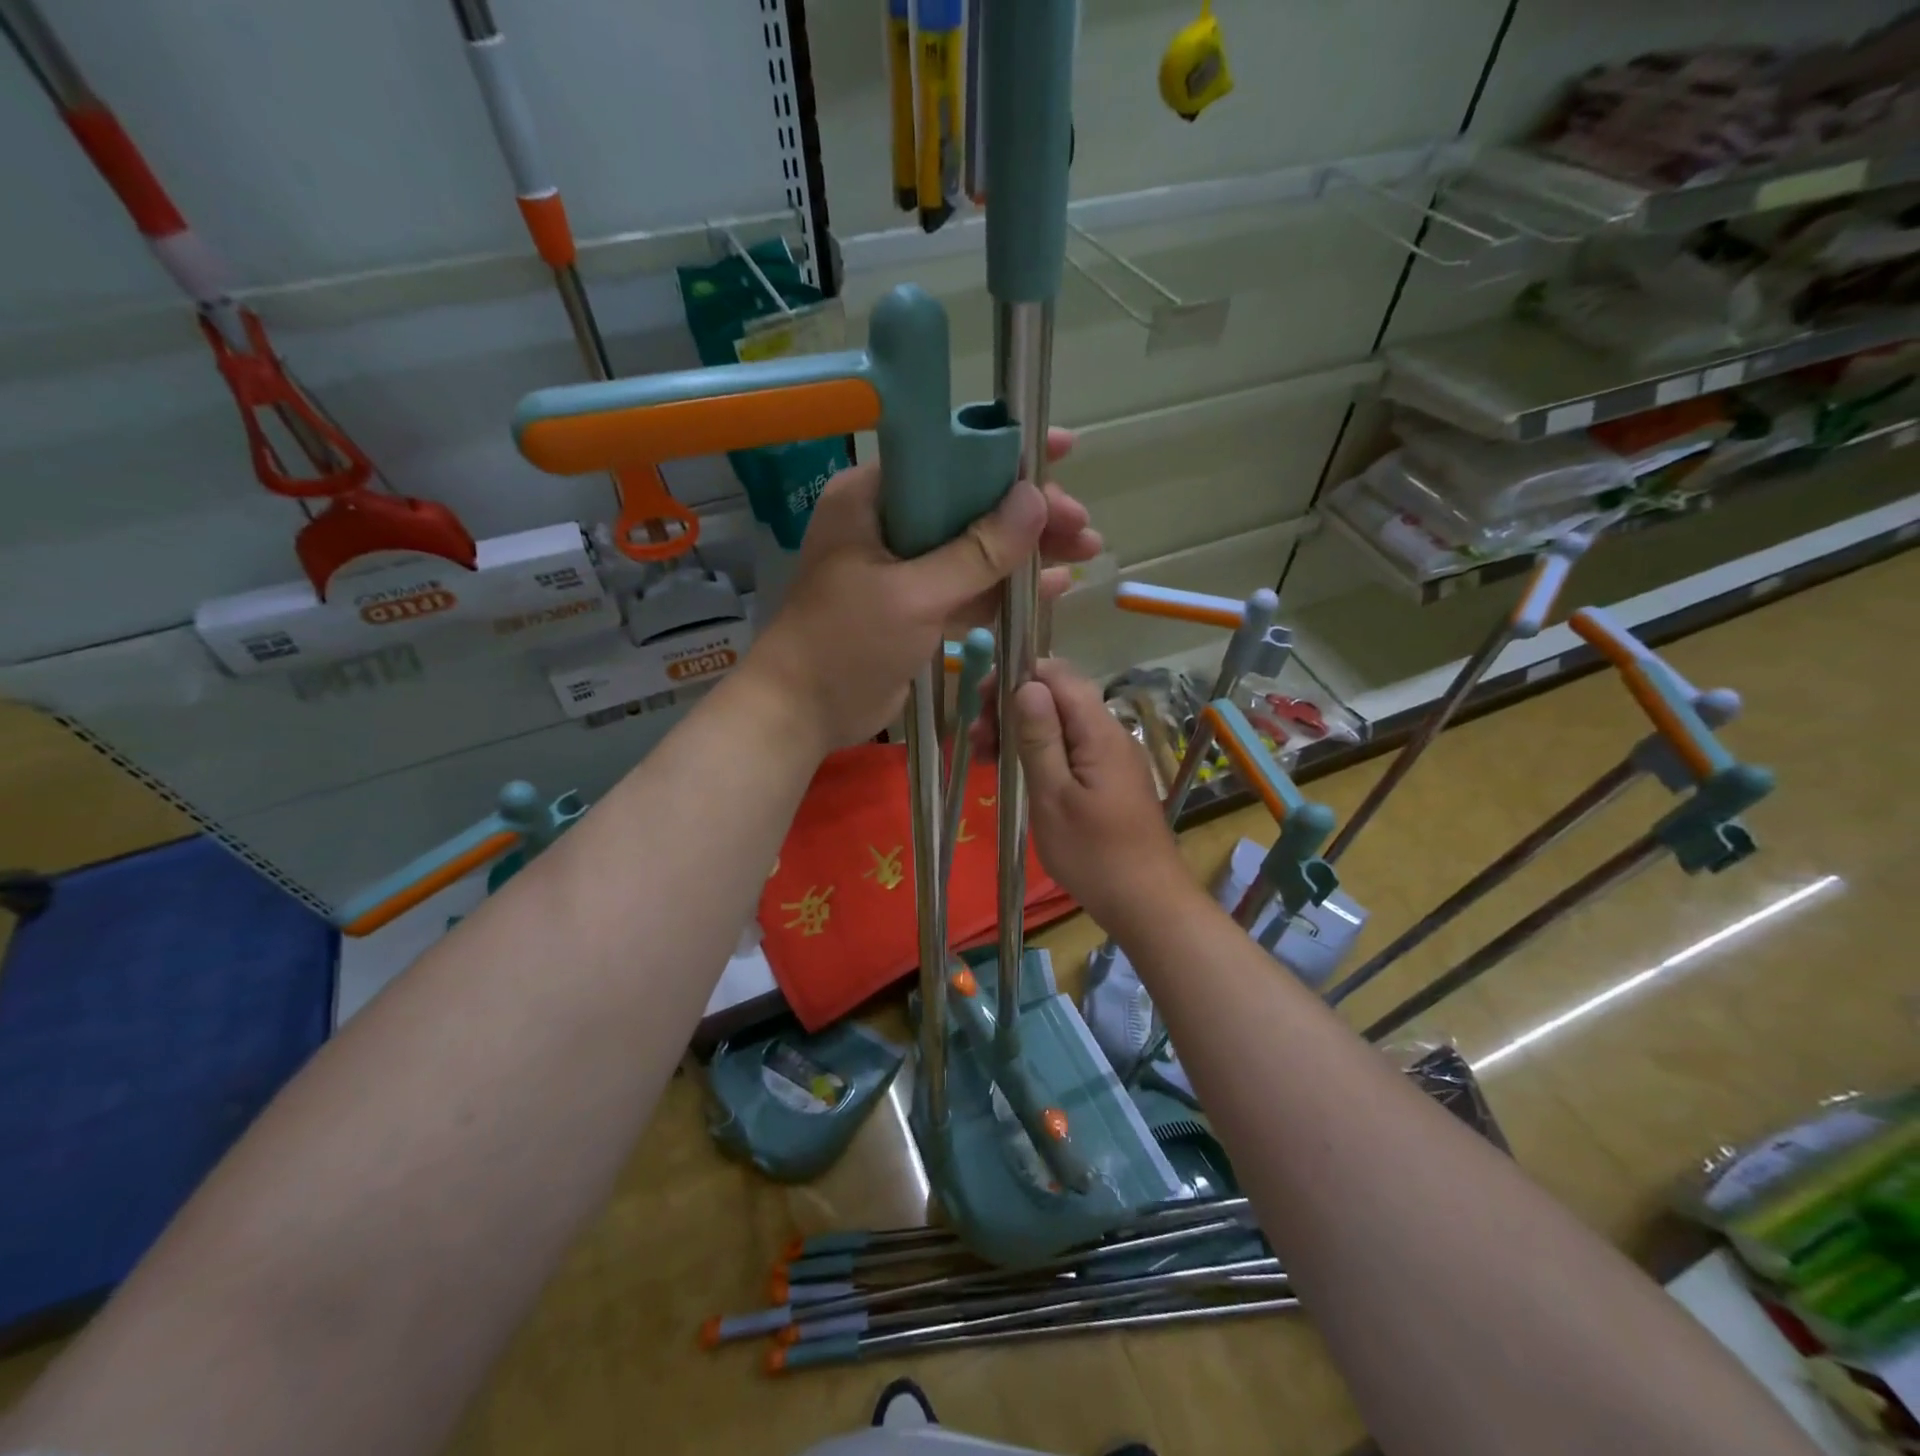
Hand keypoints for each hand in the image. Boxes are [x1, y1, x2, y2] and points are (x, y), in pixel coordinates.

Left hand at [747, 433, 1101, 752]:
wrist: (802, 711)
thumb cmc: (845, 643)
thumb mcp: (913, 594)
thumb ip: (977, 551)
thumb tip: (1037, 500)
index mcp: (873, 498)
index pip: (947, 457)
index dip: (1004, 452)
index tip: (1059, 450)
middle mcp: (889, 524)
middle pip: (970, 505)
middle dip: (1027, 515)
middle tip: (1081, 526)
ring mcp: (904, 569)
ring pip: (975, 549)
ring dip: (1025, 552)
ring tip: (1085, 551)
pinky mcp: (917, 608)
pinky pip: (969, 589)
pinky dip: (1005, 589)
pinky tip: (1052, 587)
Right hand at [1006, 658, 1192, 932]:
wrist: (1147, 903)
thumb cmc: (1094, 854)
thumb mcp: (1053, 797)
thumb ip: (1039, 738)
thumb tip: (1026, 684)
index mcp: (1098, 731)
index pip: (1057, 674)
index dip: (1016, 676)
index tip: (981, 702)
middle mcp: (1110, 733)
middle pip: (1058, 696)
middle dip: (1013, 706)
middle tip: (977, 741)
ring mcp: (1114, 757)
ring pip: (1063, 723)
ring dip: (1022, 731)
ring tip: (986, 759)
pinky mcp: (1112, 778)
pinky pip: (1073, 747)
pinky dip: (1041, 751)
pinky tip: (1018, 773)